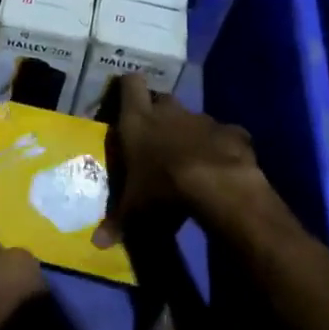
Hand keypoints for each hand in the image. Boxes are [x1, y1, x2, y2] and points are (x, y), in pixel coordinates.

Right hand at [96, 74, 257, 248]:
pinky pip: (224, 134)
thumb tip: (96, 244)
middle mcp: (169, 112)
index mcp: (138, 121)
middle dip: (159, 112)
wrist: (216, 186)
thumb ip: (117, 223)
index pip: (130, 84)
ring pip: (193, 117)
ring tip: (190, 158)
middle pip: (161, 99)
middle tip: (155, 136)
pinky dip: (222, 145)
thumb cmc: (162, 190)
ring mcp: (202, 119)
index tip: (126, 98)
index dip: (128, 88)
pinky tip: (221, 165)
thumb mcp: (134, 212)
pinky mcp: (232, 132)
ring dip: (190, 132)